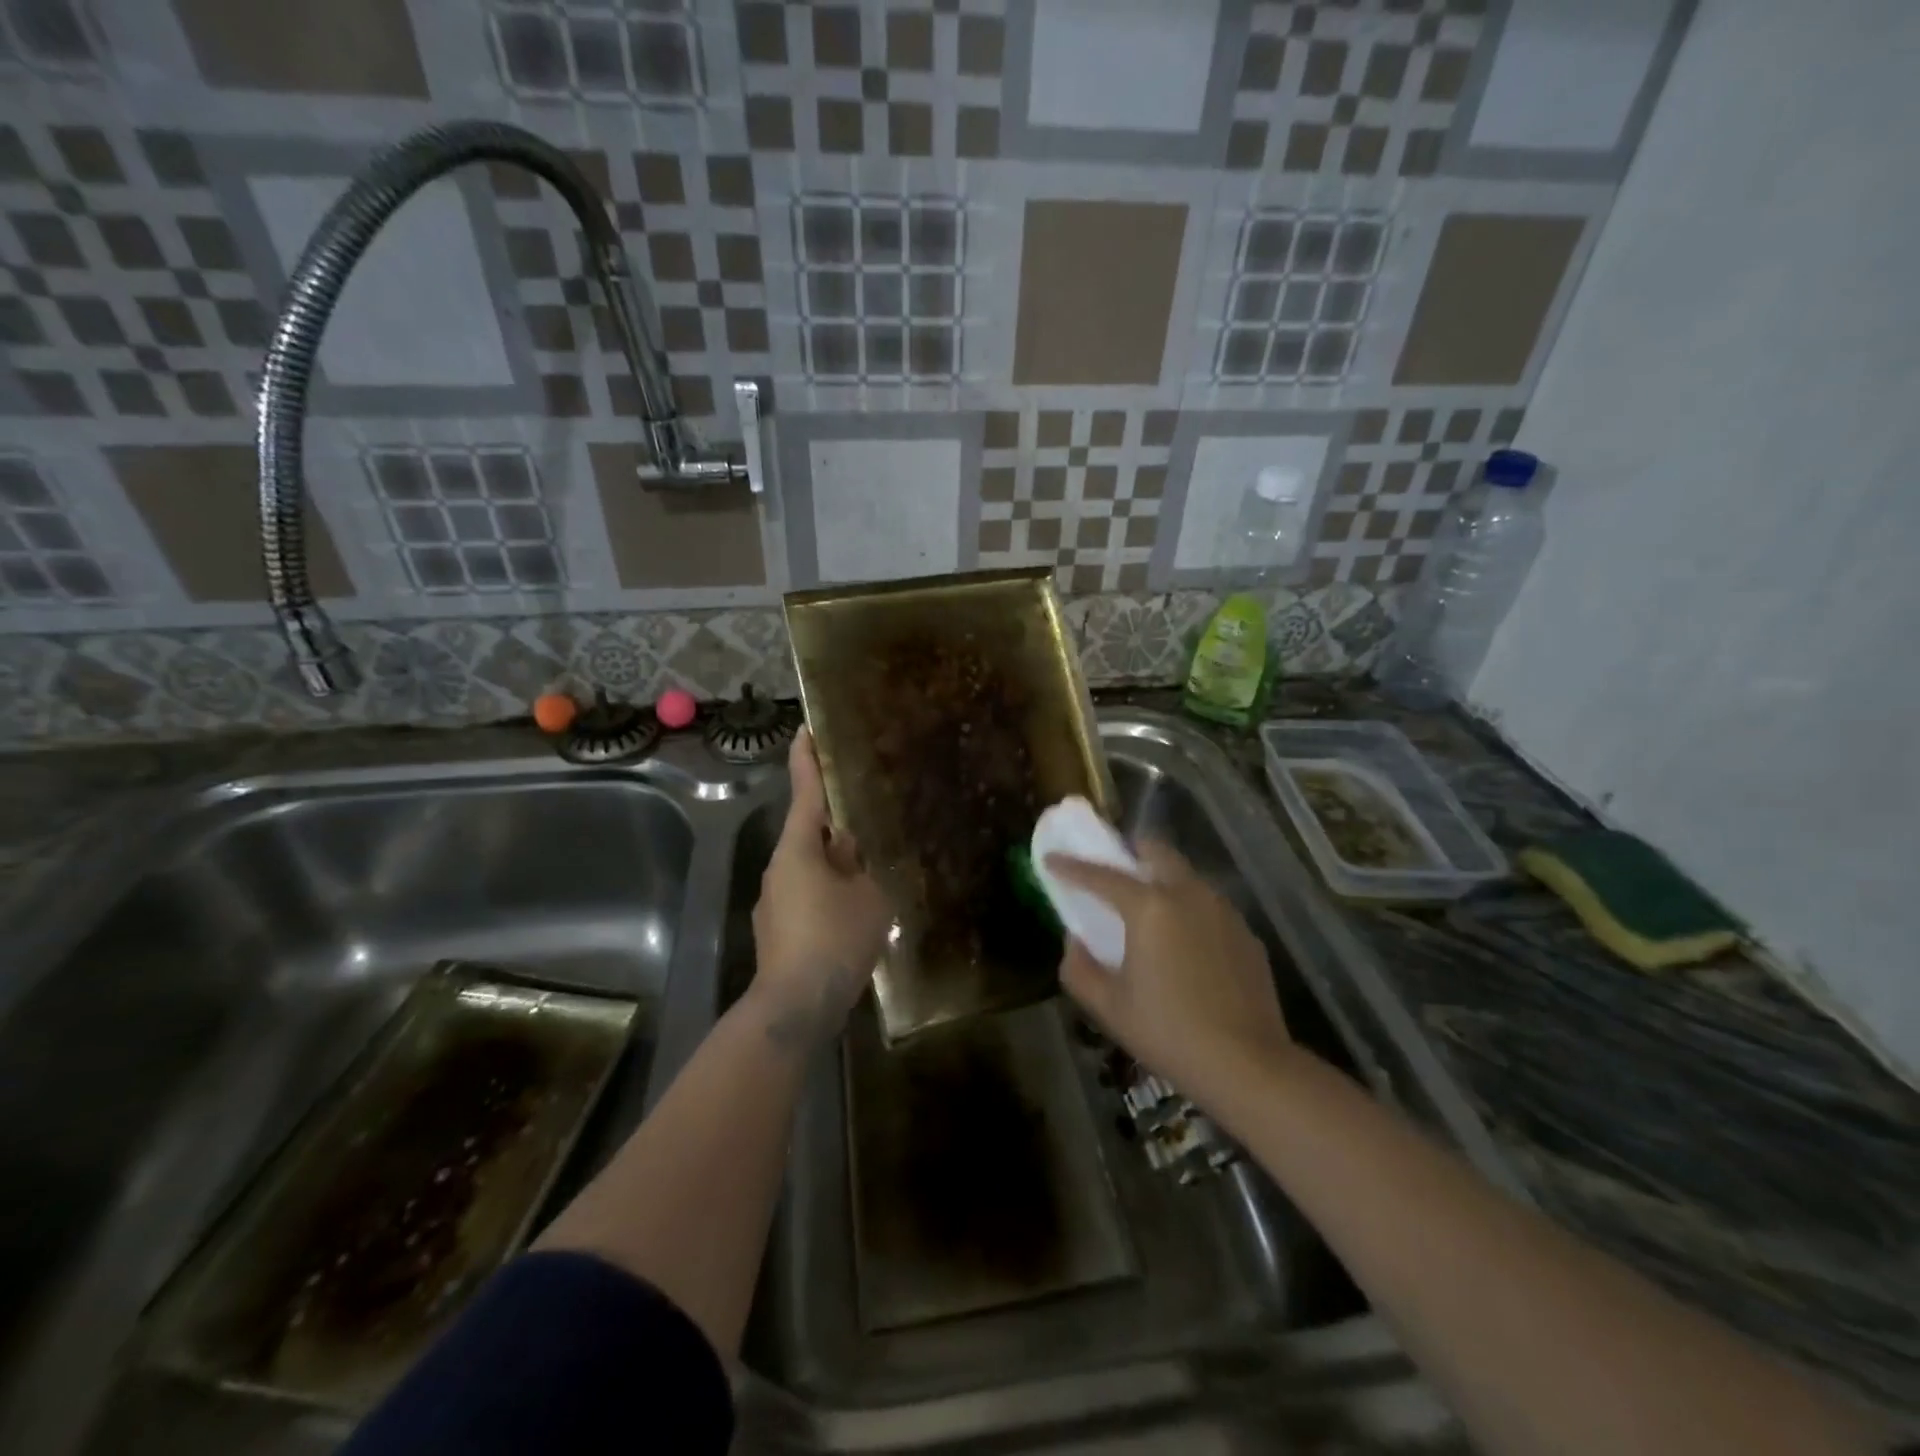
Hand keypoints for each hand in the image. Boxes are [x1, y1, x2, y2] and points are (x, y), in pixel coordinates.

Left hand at [749, 727, 891, 1050]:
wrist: (795, 1006)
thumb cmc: (835, 940)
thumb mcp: (867, 897)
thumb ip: (861, 866)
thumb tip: (849, 849)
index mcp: (799, 850)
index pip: (805, 793)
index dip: (807, 760)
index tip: (805, 730)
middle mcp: (779, 869)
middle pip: (809, 835)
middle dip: (836, 829)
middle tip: (866, 822)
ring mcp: (773, 902)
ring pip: (810, 871)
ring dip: (835, 869)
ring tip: (870, 879)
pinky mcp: (776, 932)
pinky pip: (806, 899)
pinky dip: (828, 897)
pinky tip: (853, 918)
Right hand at [1047, 840, 1291, 1098]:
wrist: (1248, 1065)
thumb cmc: (1169, 1032)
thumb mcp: (1109, 1007)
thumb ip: (1079, 968)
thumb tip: (1075, 941)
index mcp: (1150, 907)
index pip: (1101, 875)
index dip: (1071, 867)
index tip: (1052, 859)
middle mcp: (1189, 895)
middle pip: (1157, 851)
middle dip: (1131, 852)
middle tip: (1115, 870)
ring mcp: (1223, 911)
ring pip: (1187, 876)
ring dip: (1163, 879)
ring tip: (1150, 911)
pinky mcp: (1246, 933)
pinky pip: (1210, 906)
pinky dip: (1190, 910)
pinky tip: (1186, 945)